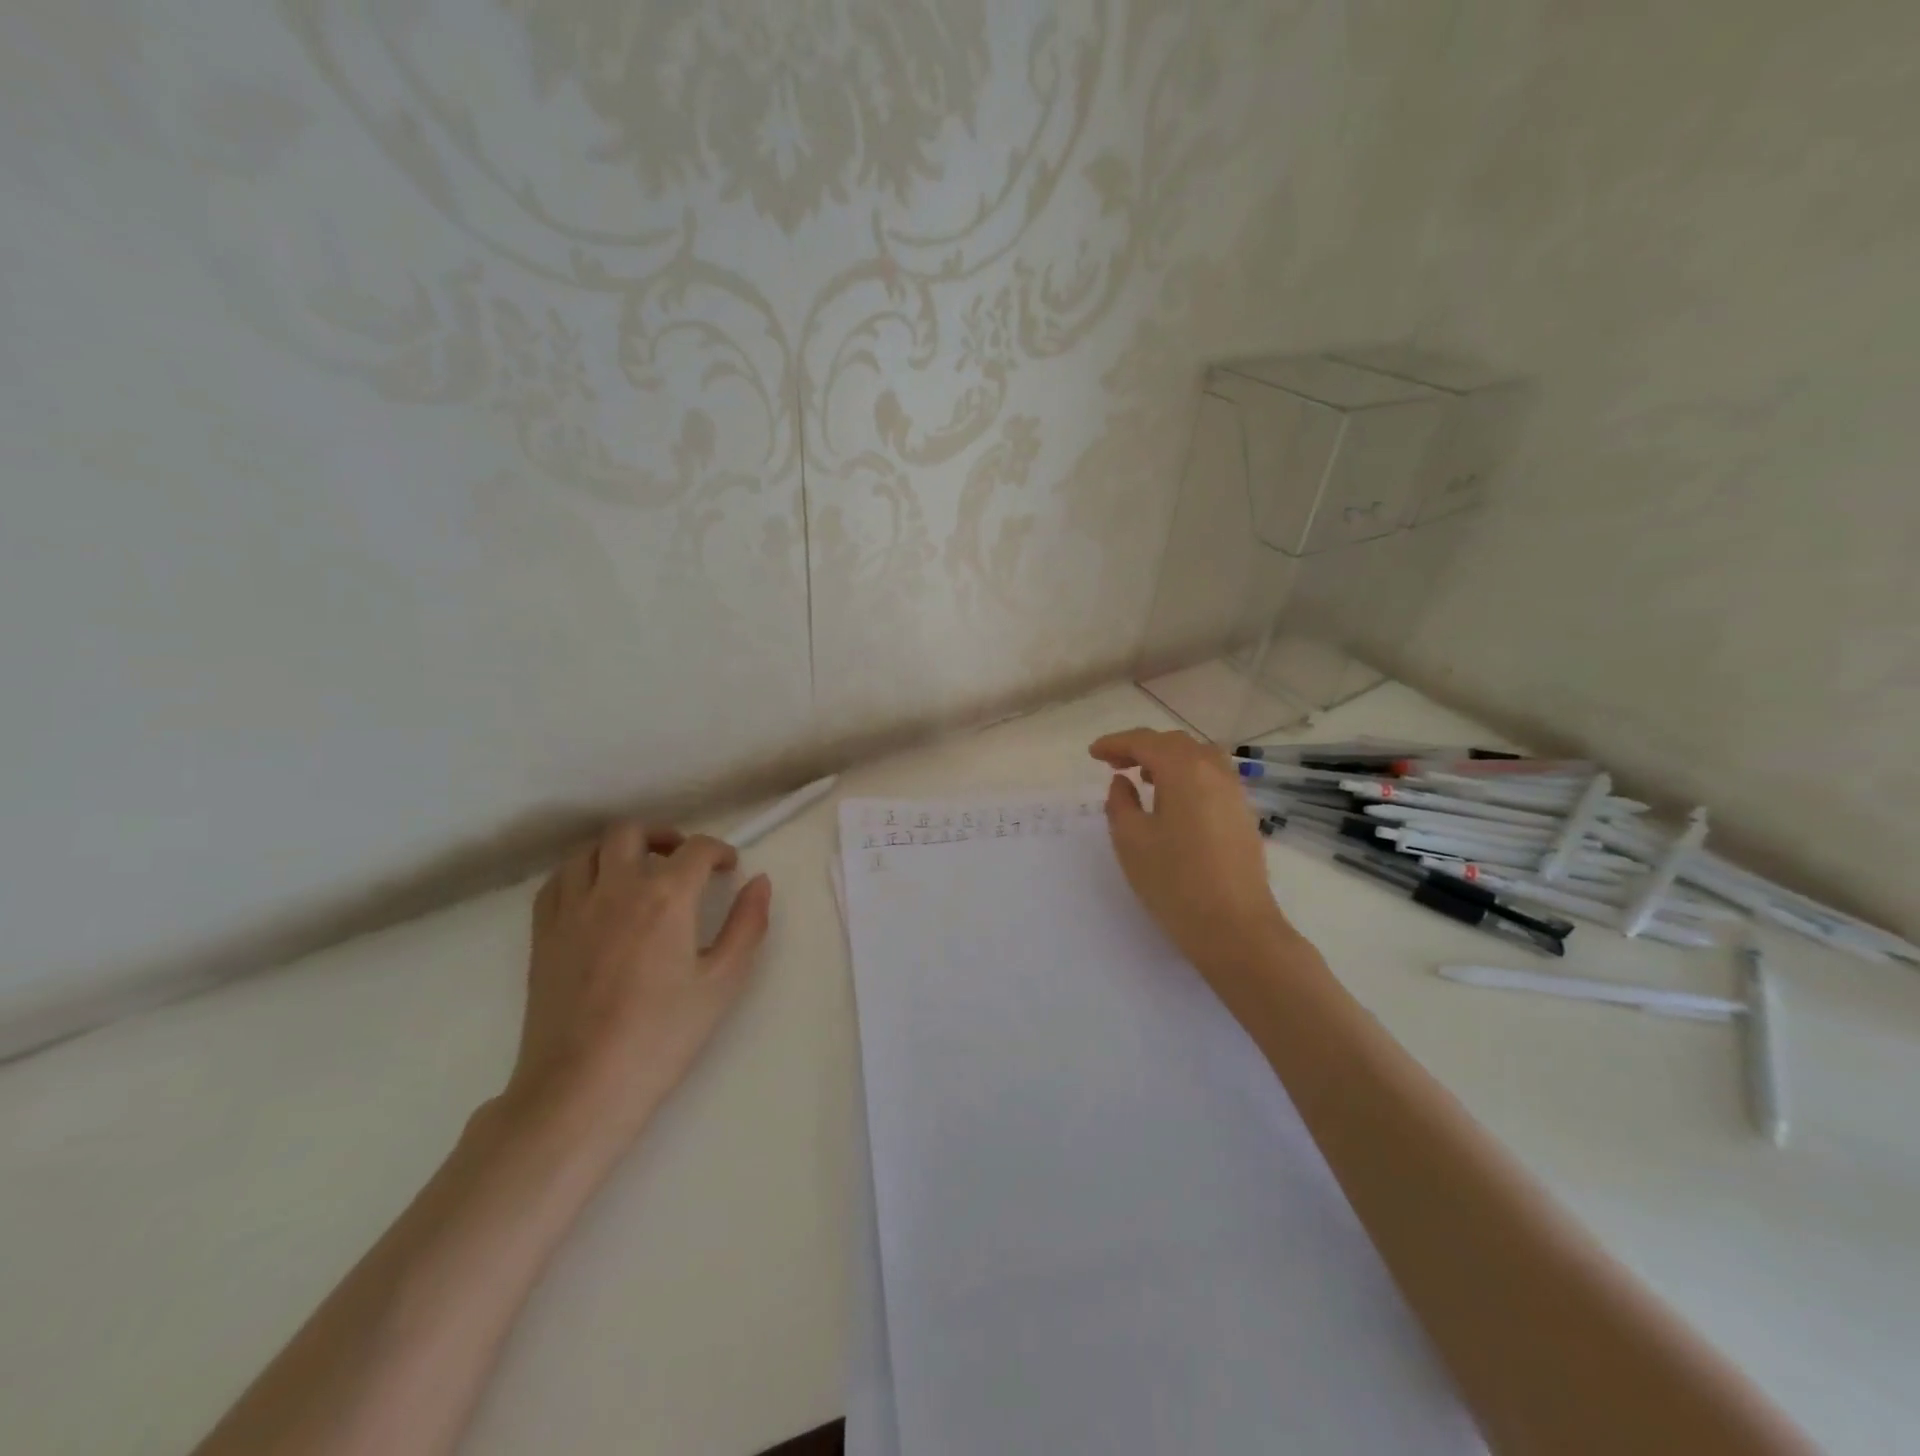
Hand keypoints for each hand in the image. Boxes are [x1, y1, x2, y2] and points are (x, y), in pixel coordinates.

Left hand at [503, 823, 772, 1145]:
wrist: (581, 1088)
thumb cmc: (662, 1036)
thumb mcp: (722, 981)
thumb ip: (747, 924)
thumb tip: (760, 882)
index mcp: (665, 897)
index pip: (696, 849)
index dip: (718, 850)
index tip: (728, 867)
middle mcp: (616, 888)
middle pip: (633, 832)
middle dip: (664, 836)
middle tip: (682, 859)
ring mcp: (572, 909)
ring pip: (590, 851)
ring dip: (619, 849)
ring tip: (638, 871)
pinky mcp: (543, 934)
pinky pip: (557, 881)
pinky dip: (581, 873)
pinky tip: (595, 895)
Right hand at [1091, 729, 1296, 990]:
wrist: (1235, 927)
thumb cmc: (1174, 882)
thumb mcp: (1131, 840)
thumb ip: (1120, 802)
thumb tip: (1123, 782)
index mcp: (1184, 770)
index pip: (1145, 742)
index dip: (1116, 743)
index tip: (1093, 753)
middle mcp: (1214, 771)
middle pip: (1174, 744)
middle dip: (1141, 747)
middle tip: (1113, 763)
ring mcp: (1234, 792)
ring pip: (1198, 757)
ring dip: (1167, 759)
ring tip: (1143, 778)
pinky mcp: (1243, 814)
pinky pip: (1212, 777)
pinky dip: (1187, 776)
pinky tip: (1173, 801)